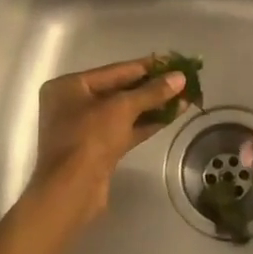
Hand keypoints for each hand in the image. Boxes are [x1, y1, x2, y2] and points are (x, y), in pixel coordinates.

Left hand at [27, 57, 186, 223]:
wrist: (71, 191)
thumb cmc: (89, 138)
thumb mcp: (121, 108)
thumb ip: (151, 92)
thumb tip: (180, 78)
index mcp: (69, 86)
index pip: (114, 71)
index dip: (145, 66)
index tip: (172, 62)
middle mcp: (73, 104)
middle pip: (118, 90)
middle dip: (151, 87)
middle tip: (181, 81)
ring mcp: (84, 129)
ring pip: (123, 112)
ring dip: (152, 106)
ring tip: (183, 98)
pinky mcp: (97, 150)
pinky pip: (124, 129)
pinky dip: (146, 123)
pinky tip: (171, 116)